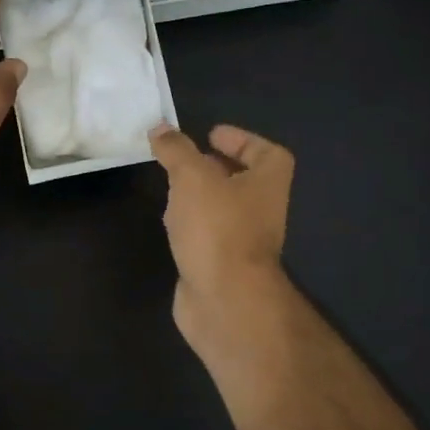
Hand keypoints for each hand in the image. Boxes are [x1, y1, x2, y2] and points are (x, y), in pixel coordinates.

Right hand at [149, 123, 294, 349]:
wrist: (224, 300)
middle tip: (184, 160)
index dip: (243, 140)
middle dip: (215, 168)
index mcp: (267, 184)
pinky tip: (169, 224)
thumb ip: (176, 150)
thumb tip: (161, 129)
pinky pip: (207, 236)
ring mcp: (242, 242)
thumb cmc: (218, 228)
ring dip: (200, 197)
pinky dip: (190, 226)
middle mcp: (261, 211)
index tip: (210, 135)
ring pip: (223, 210)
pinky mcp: (221, 266)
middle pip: (244, 181)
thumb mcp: (192, 177)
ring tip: (170, 187)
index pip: (268, 153)